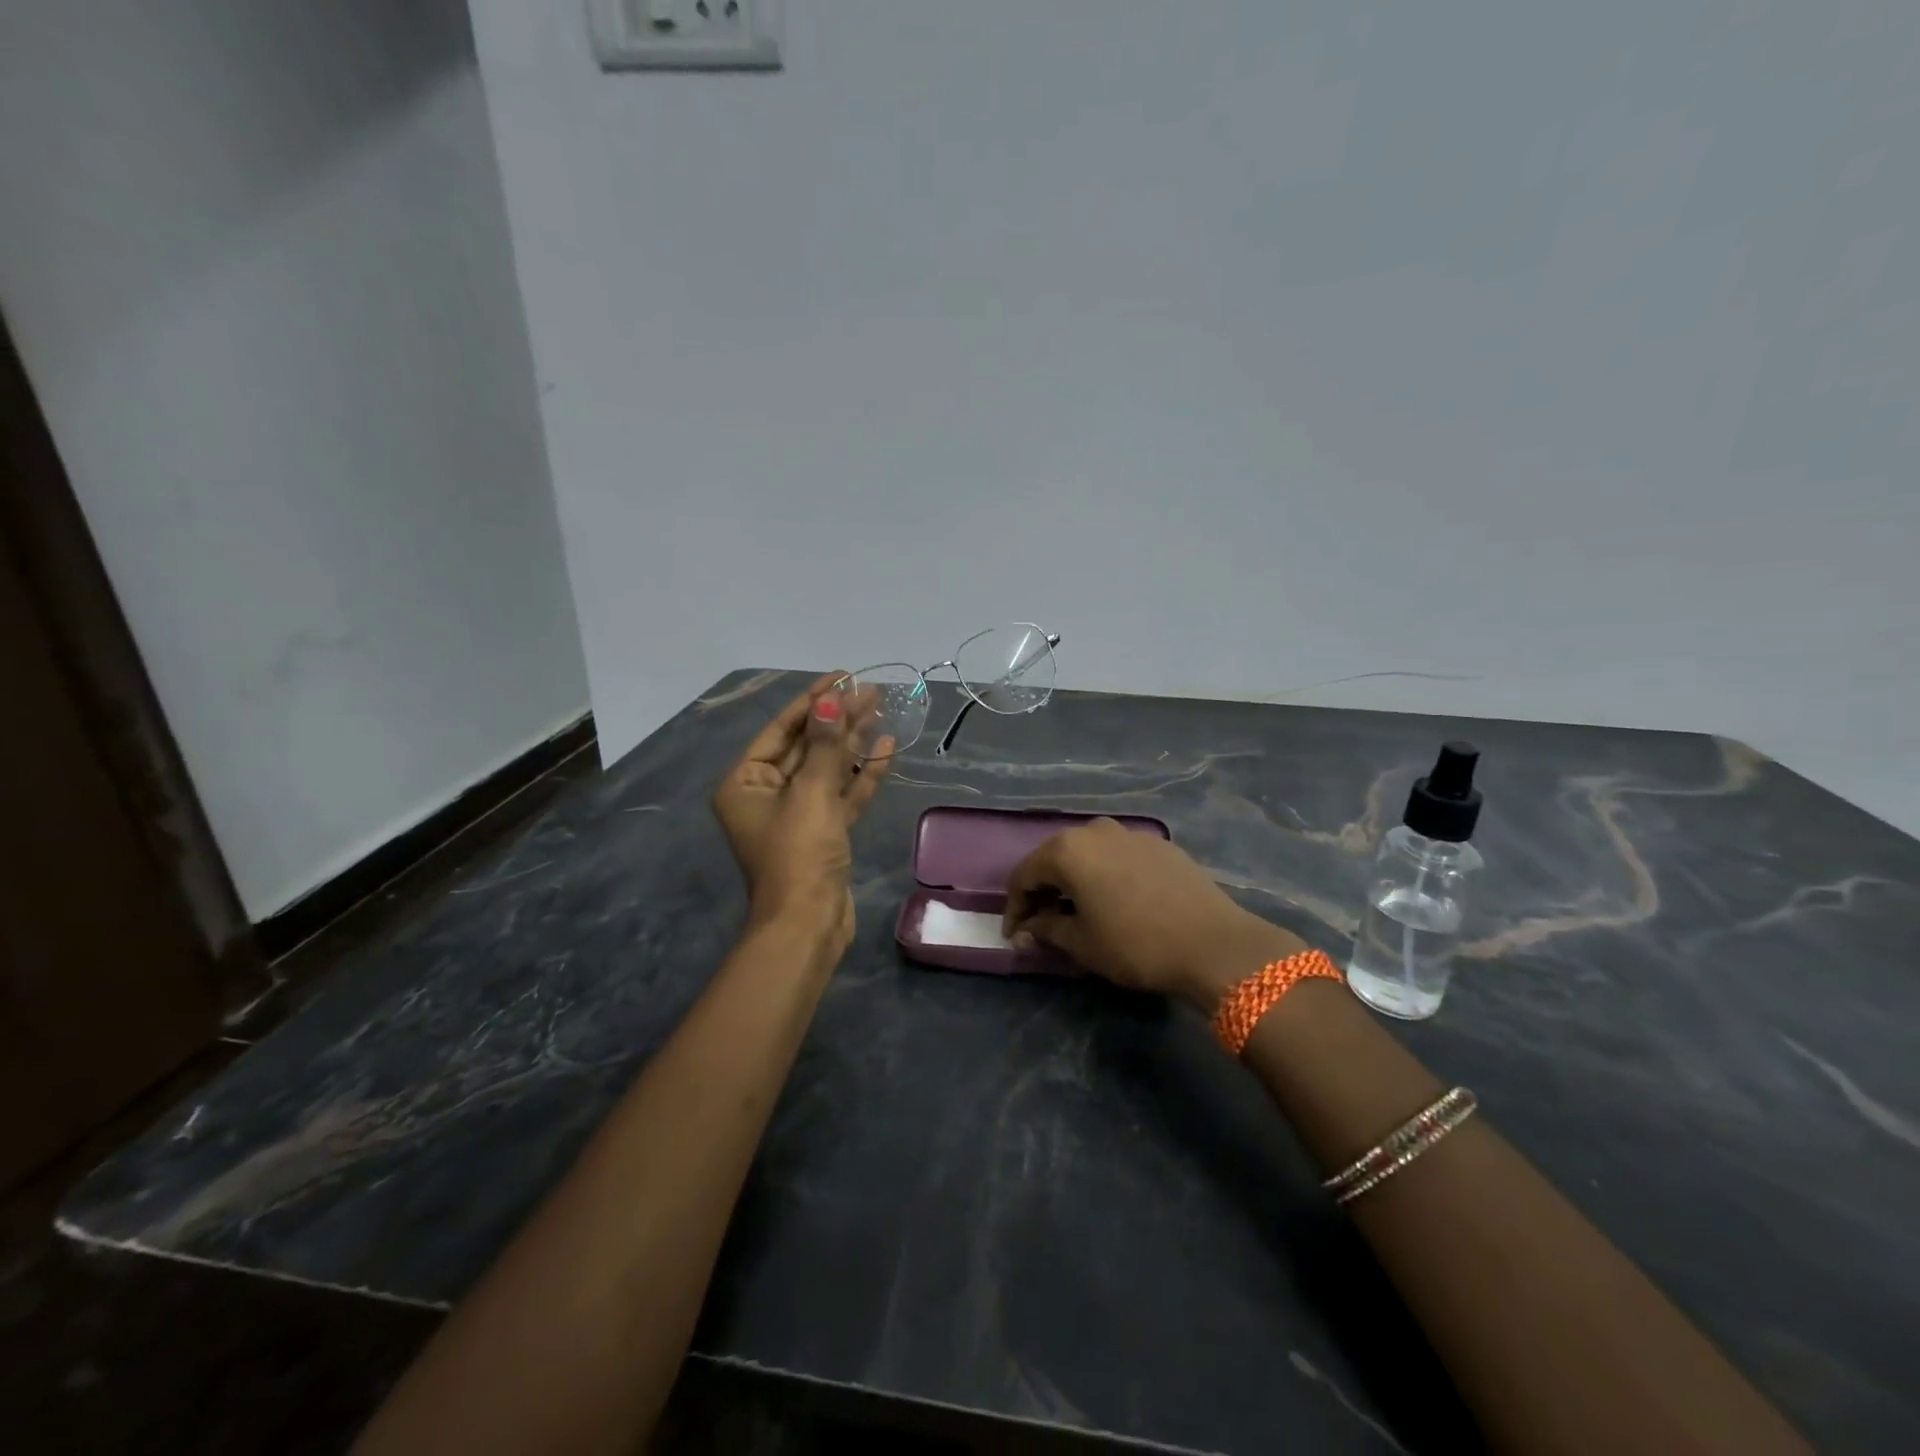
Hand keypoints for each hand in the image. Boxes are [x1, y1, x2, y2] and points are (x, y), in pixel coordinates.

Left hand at [711, 673, 892, 954]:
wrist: (809, 923)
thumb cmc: (799, 853)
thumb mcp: (811, 793)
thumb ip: (825, 745)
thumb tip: (831, 701)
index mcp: (746, 782)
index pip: (782, 729)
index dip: (813, 701)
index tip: (842, 675)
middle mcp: (767, 794)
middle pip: (807, 746)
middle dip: (838, 719)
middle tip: (871, 690)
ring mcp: (797, 815)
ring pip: (828, 769)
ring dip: (853, 741)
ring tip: (881, 709)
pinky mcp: (823, 832)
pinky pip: (842, 794)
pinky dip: (862, 774)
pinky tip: (885, 747)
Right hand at [1001, 818, 1305, 1009]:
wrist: (1214, 944)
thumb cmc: (1136, 944)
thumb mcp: (1082, 944)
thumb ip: (1047, 930)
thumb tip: (1028, 929)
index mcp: (1068, 849)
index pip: (1024, 875)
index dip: (1014, 908)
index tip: (1014, 936)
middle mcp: (1095, 830)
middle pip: (1055, 858)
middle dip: (1043, 891)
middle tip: (1040, 923)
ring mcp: (1130, 833)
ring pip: (1088, 854)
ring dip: (1074, 881)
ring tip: (1076, 912)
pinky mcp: (1159, 845)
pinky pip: (1117, 857)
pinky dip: (1104, 875)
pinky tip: (1113, 901)